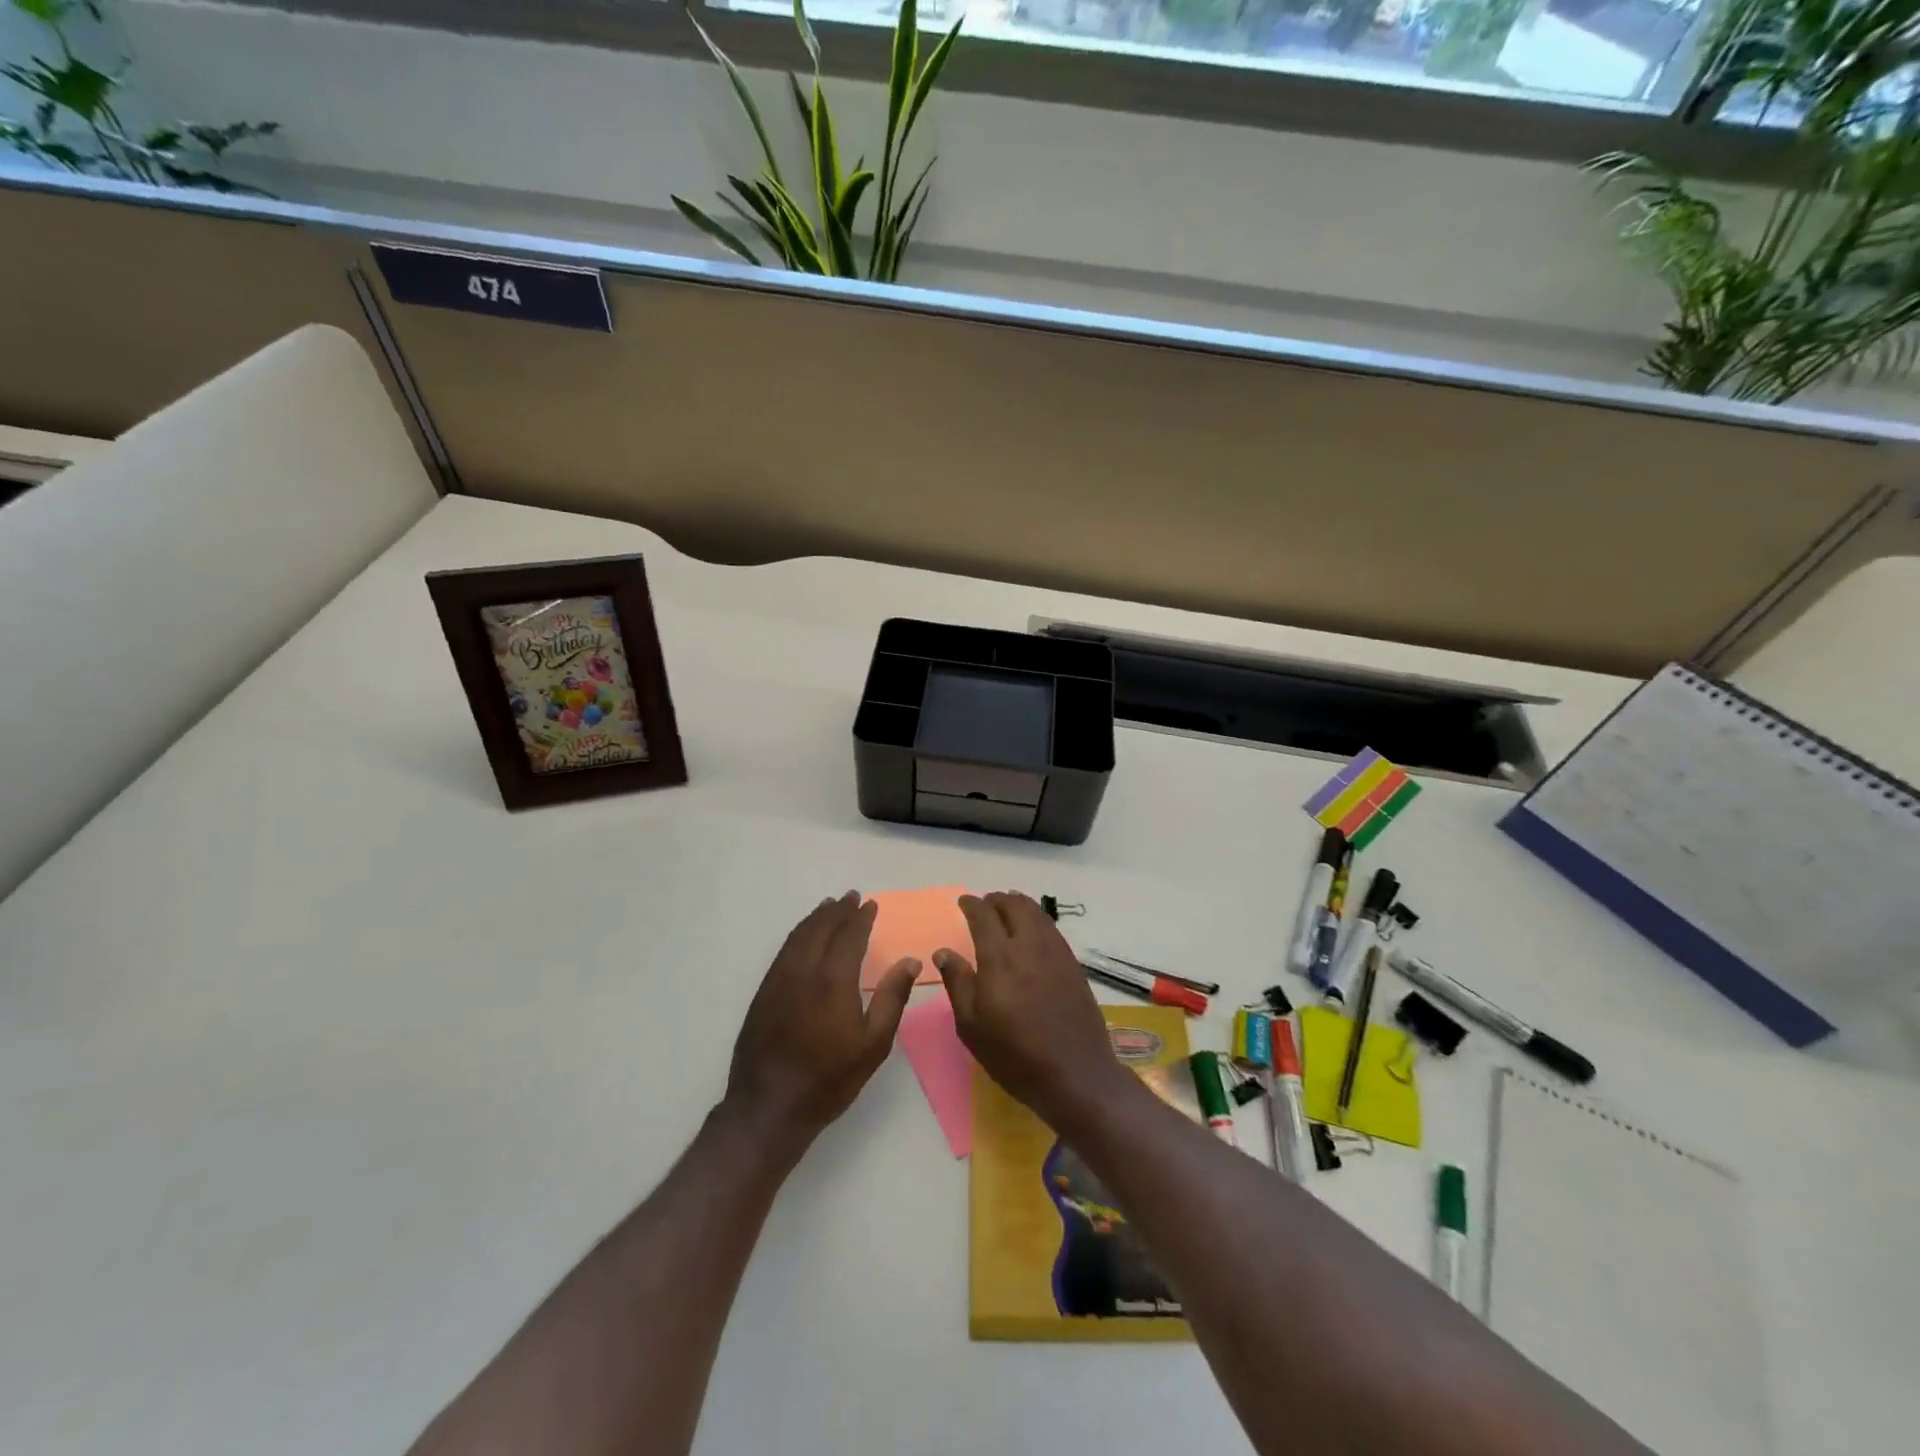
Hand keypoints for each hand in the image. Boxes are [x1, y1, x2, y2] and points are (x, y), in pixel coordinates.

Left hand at [723, 892, 918, 1146]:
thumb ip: (892, 998)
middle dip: (837, 910)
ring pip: (799, 936)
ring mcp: (779, 979)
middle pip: (821, 928)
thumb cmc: (829, 1078)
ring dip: (816, 917)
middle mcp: (804, 970)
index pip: (849, 936)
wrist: (769, 1106)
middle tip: (851, 897)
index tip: (871, 904)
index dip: (861, 918)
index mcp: (833, 980)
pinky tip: (804, 936)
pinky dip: (798, 934)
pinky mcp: (763, 992)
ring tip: (829, 906)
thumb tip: (910, 961)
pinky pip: (784, 950)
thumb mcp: (873, 1044)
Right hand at [934, 892, 1133, 1133]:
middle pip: (1013, 905)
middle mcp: (1029, 945)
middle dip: (996, 900)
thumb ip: (957, 983)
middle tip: (985, 906)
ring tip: (1007, 911)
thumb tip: (943, 952)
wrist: (1075, 1073)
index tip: (963, 902)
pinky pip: (1051, 928)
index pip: (983, 915)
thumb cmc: (1014, 1054)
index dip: (972, 904)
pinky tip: (1031, 933)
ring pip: (1036, 912)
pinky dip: (1036, 920)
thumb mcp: (972, 1026)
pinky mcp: (1072, 963)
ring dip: (1018, 905)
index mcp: (1000, 957)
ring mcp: (1055, 952)